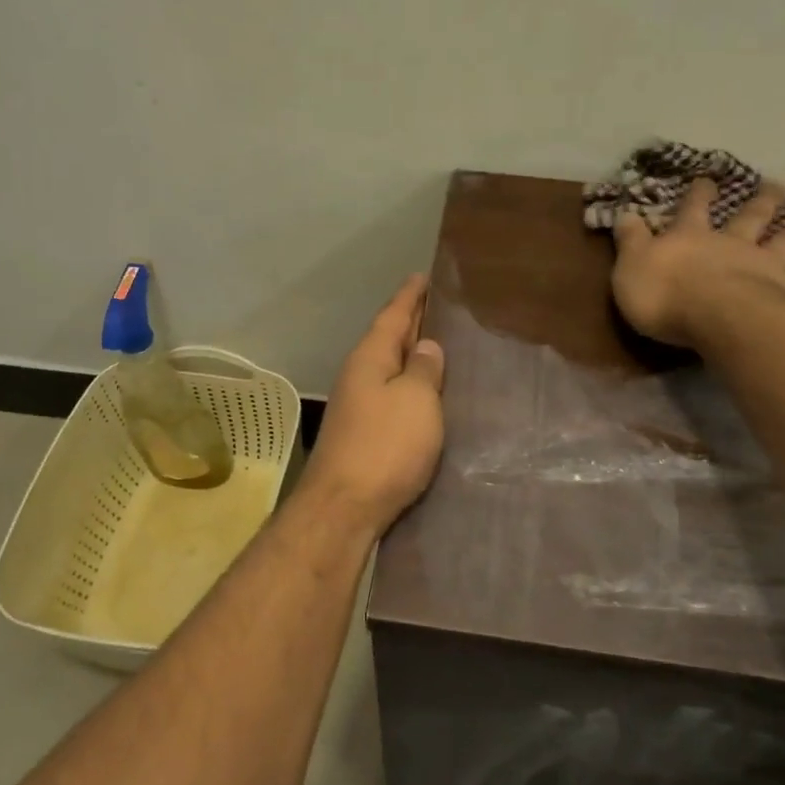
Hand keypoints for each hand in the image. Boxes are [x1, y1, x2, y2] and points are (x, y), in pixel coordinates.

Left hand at [300, 275, 445, 535]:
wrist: (344, 508)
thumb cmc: (385, 446)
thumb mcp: (415, 400)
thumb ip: (423, 370)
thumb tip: (426, 347)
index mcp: (370, 359)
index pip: (393, 316)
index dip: (410, 296)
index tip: (424, 276)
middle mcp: (360, 377)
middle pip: (388, 340)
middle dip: (411, 322)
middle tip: (439, 306)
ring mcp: (358, 407)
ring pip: (389, 370)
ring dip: (411, 356)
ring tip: (440, 346)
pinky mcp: (364, 436)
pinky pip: (391, 396)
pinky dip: (410, 387)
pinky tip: (426, 394)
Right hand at [611, 178, 784, 348]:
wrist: (713, 317)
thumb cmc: (665, 295)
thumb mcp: (630, 266)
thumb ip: (631, 240)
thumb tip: (625, 212)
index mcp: (691, 238)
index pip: (692, 210)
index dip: (698, 194)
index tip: (707, 176)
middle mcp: (733, 244)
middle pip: (750, 217)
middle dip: (762, 200)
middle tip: (779, 183)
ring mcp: (765, 266)